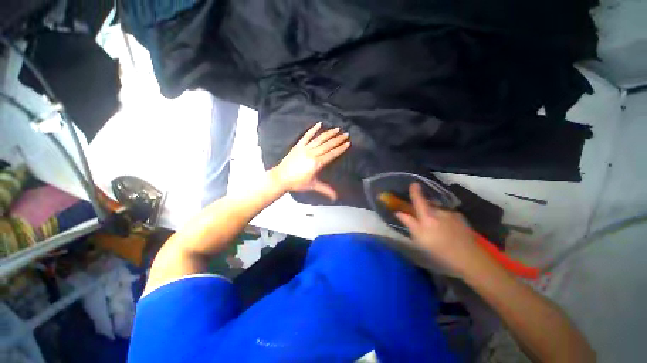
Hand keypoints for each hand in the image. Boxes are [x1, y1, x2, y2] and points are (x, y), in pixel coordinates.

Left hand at [270, 122, 349, 200]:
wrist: (281, 178)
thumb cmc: (297, 183)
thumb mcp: (313, 186)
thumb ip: (326, 190)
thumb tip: (335, 197)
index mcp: (317, 163)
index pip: (332, 154)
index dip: (340, 148)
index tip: (347, 143)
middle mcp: (312, 154)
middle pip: (328, 145)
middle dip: (338, 139)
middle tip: (346, 134)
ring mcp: (305, 148)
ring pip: (319, 139)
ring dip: (329, 133)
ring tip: (337, 129)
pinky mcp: (298, 146)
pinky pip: (307, 136)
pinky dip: (313, 129)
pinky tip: (319, 124)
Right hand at [395, 183, 488, 277]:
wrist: (470, 258)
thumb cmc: (440, 250)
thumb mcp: (419, 239)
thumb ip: (409, 223)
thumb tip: (399, 212)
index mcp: (427, 216)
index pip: (419, 200)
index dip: (415, 191)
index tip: (413, 184)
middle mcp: (440, 211)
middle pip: (429, 205)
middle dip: (424, 209)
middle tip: (423, 221)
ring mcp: (452, 214)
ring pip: (439, 211)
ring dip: (435, 215)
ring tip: (436, 229)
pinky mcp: (462, 219)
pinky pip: (448, 215)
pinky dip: (444, 219)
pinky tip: (447, 231)